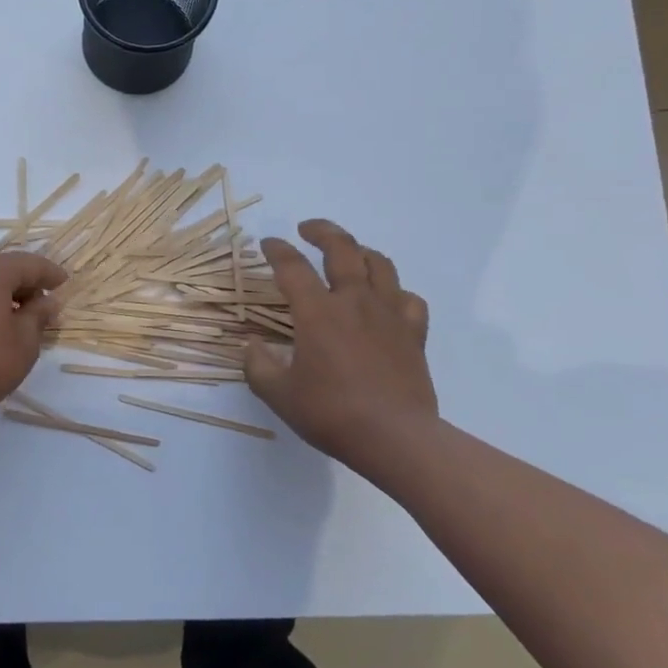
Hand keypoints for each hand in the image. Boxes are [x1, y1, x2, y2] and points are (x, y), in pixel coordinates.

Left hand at [0, 252, 66, 427]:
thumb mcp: (23, 344)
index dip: (51, 274)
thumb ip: (38, 317)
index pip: (30, 263)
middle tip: (46, 304)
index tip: (66, 285)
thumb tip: (48, 300)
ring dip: (7, 294)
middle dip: (28, 283)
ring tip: (22, 319)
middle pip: (5, 268)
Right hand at [243, 219, 437, 466]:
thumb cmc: (332, 413)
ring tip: (349, 253)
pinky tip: (387, 299)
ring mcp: (388, 314)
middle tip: (307, 229)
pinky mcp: (413, 333)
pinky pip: (408, 299)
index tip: (267, 243)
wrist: (395, 438)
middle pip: (342, 249)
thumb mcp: (279, 395)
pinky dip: (395, 291)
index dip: (277, 250)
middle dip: (322, 231)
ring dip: (360, 251)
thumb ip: (258, 366)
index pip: (292, 267)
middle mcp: (354, 302)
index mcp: (317, 312)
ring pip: (380, 264)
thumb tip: (253, 346)